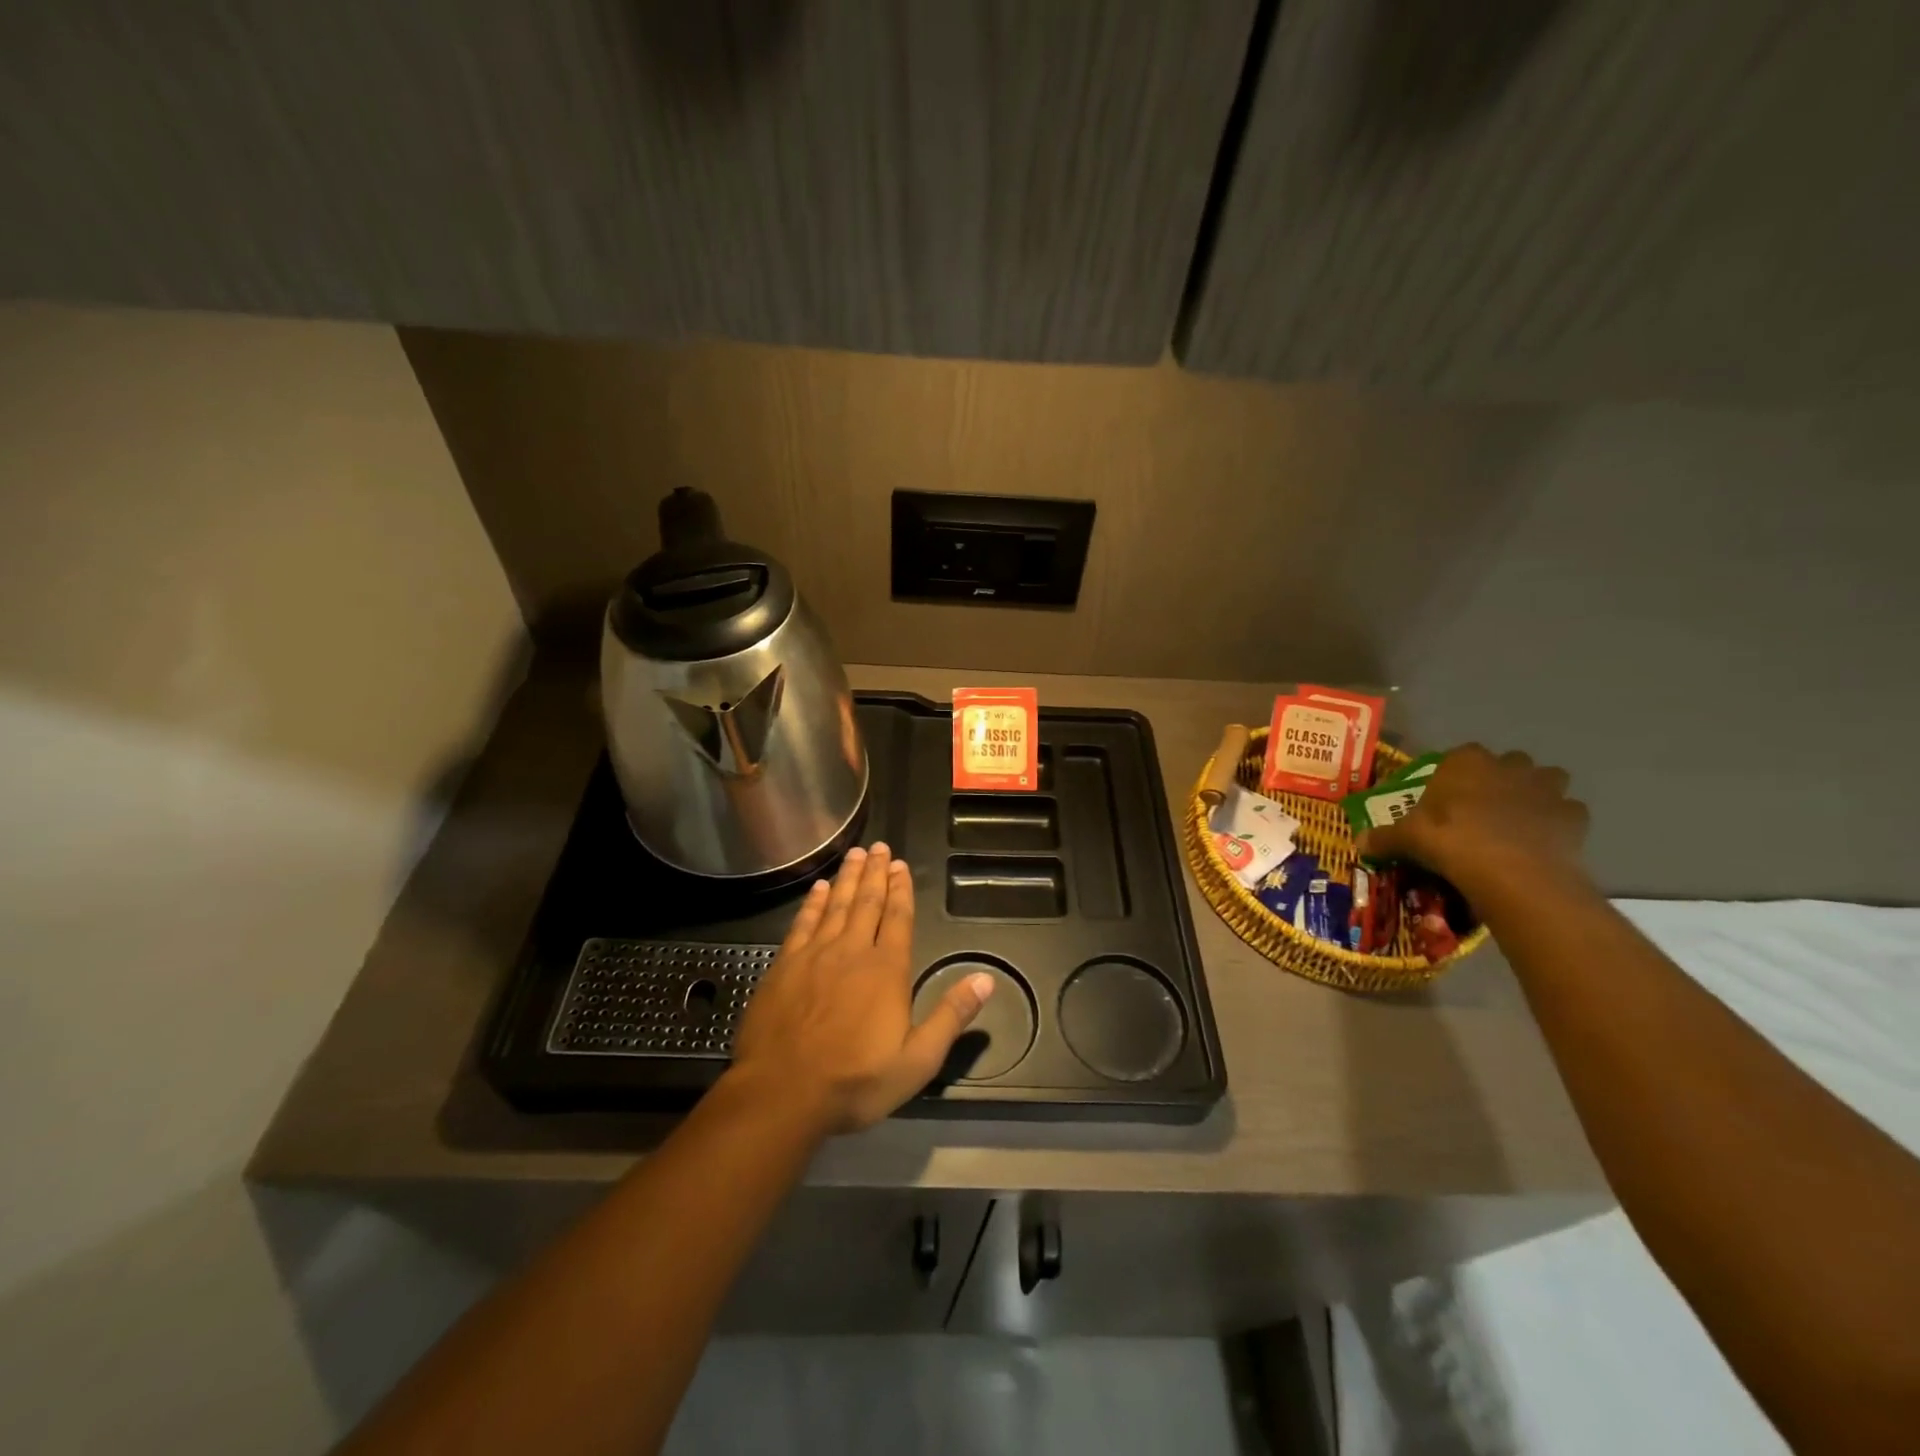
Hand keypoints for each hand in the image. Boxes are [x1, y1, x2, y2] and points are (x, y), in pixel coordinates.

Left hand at [727, 843, 993, 1134]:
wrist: (782, 1093)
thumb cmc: (855, 1081)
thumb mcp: (917, 1060)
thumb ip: (951, 1016)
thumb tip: (986, 979)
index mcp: (886, 970)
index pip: (897, 918)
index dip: (901, 890)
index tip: (901, 865)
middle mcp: (852, 951)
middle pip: (867, 902)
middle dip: (875, 873)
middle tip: (879, 847)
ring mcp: (815, 955)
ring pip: (836, 905)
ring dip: (848, 878)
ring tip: (855, 854)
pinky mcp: (784, 965)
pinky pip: (803, 923)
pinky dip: (814, 902)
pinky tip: (820, 888)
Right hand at [1356, 745, 1591, 904]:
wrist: (1513, 873)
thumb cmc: (1452, 841)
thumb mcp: (1407, 839)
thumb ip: (1385, 838)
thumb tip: (1359, 843)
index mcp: (1466, 761)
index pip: (1460, 755)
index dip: (1455, 775)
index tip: (1447, 797)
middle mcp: (1509, 765)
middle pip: (1509, 763)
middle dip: (1500, 780)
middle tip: (1481, 810)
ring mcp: (1547, 788)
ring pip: (1547, 780)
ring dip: (1536, 794)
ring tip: (1517, 822)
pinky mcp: (1574, 816)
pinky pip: (1567, 813)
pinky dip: (1558, 824)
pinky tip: (1542, 842)